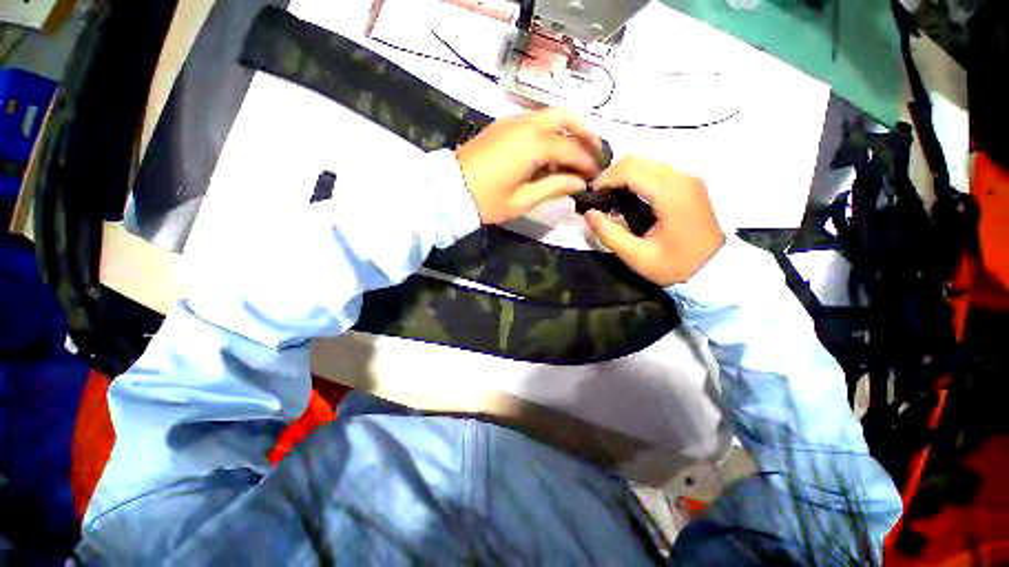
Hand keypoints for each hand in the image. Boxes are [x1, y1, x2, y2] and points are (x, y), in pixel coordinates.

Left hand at [456, 108, 601, 224]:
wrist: (449, 190)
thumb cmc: (486, 200)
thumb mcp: (522, 201)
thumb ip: (554, 187)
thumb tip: (579, 182)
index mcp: (533, 145)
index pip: (571, 149)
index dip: (587, 162)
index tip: (597, 176)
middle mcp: (526, 125)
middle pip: (566, 118)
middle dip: (585, 134)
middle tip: (595, 154)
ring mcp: (513, 121)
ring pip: (551, 115)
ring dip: (569, 130)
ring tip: (578, 153)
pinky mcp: (503, 125)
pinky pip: (535, 121)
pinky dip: (551, 132)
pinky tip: (552, 152)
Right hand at [584, 156, 724, 286]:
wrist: (714, 270)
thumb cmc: (675, 266)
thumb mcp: (637, 256)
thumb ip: (609, 234)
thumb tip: (589, 213)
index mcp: (670, 195)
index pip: (631, 169)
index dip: (605, 178)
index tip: (591, 195)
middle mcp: (681, 178)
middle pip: (639, 160)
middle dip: (612, 174)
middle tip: (598, 196)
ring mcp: (688, 179)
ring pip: (647, 162)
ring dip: (624, 175)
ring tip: (610, 196)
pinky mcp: (689, 184)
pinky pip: (657, 170)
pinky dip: (637, 178)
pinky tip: (628, 196)